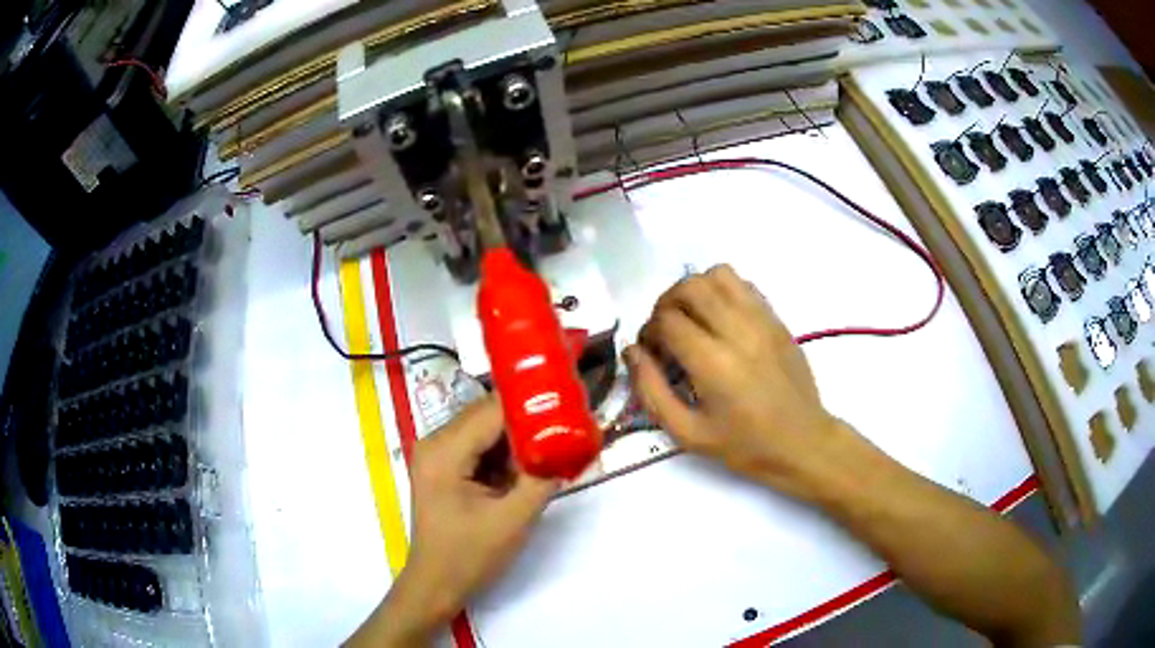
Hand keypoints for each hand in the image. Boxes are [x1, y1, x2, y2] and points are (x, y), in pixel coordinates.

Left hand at [348, 397, 557, 646]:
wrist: (437, 585)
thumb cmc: (469, 556)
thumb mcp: (513, 519)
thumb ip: (542, 479)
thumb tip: (571, 444)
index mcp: (444, 451)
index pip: (492, 410)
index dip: (531, 405)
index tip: (569, 405)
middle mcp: (434, 441)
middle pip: (487, 415)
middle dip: (527, 421)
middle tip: (568, 425)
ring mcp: (437, 453)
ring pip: (486, 430)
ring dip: (518, 438)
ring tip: (555, 442)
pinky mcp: (444, 466)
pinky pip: (480, 447)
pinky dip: (505, 454)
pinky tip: (530, 465)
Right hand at [626, 265, 850, 501]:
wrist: (802, 441)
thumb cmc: (744, 444)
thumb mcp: (688, 433)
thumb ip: (652, 391)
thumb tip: (632, 351)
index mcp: (713, 363)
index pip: (667, 320)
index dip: (649, 331)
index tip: (651, 352)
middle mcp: (738, 330)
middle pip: (689, 287)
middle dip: (666, 303)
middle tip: (666, 331)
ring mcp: (761, 320)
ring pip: (718, 274)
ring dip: (695, 290)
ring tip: (692, 318)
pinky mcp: (776, 318)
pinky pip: (743, 284)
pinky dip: (722, 291)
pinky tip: (720, 319)